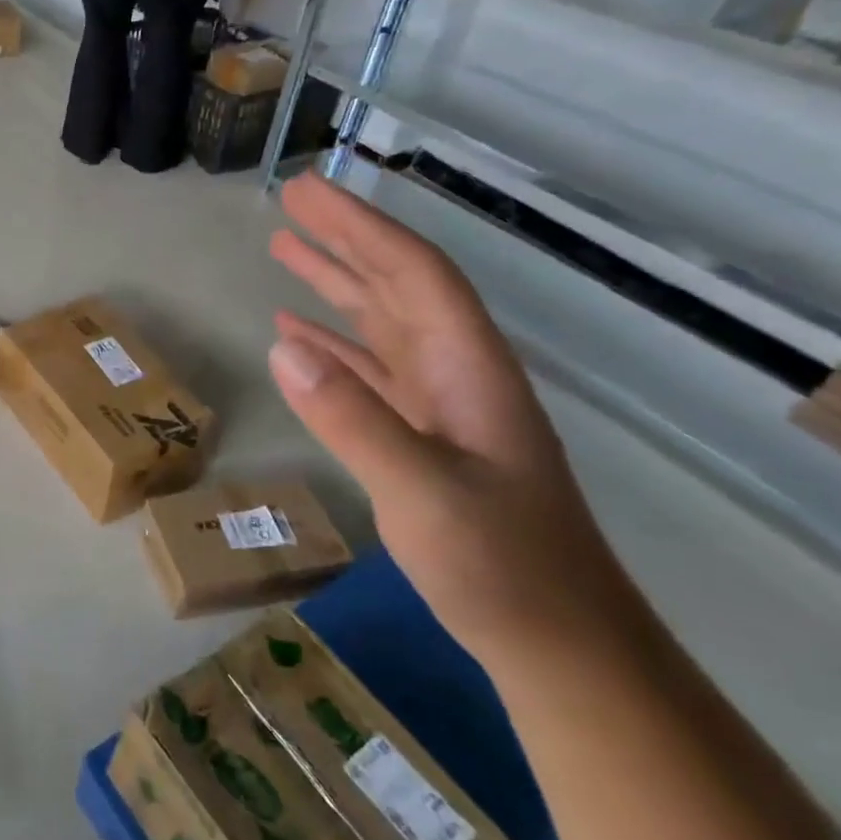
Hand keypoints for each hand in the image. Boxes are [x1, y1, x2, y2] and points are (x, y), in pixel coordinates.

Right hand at [267, 173, 637, 662]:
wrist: (558, 646)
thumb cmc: (502, 569)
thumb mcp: (425, 494)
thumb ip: (354, 419)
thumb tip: (282, 347)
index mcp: (469, 369)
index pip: (413, 275)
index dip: (360, 227)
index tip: (308, 193)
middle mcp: (456, 374)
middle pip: (397, 288)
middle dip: (344, 240)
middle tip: (291, 202)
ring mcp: (439, 407)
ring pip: (380, 325)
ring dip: (335, 285)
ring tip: (284, 250)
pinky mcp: (421, 438)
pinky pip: (368, 373)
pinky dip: (330, 346)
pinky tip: (296, 337)